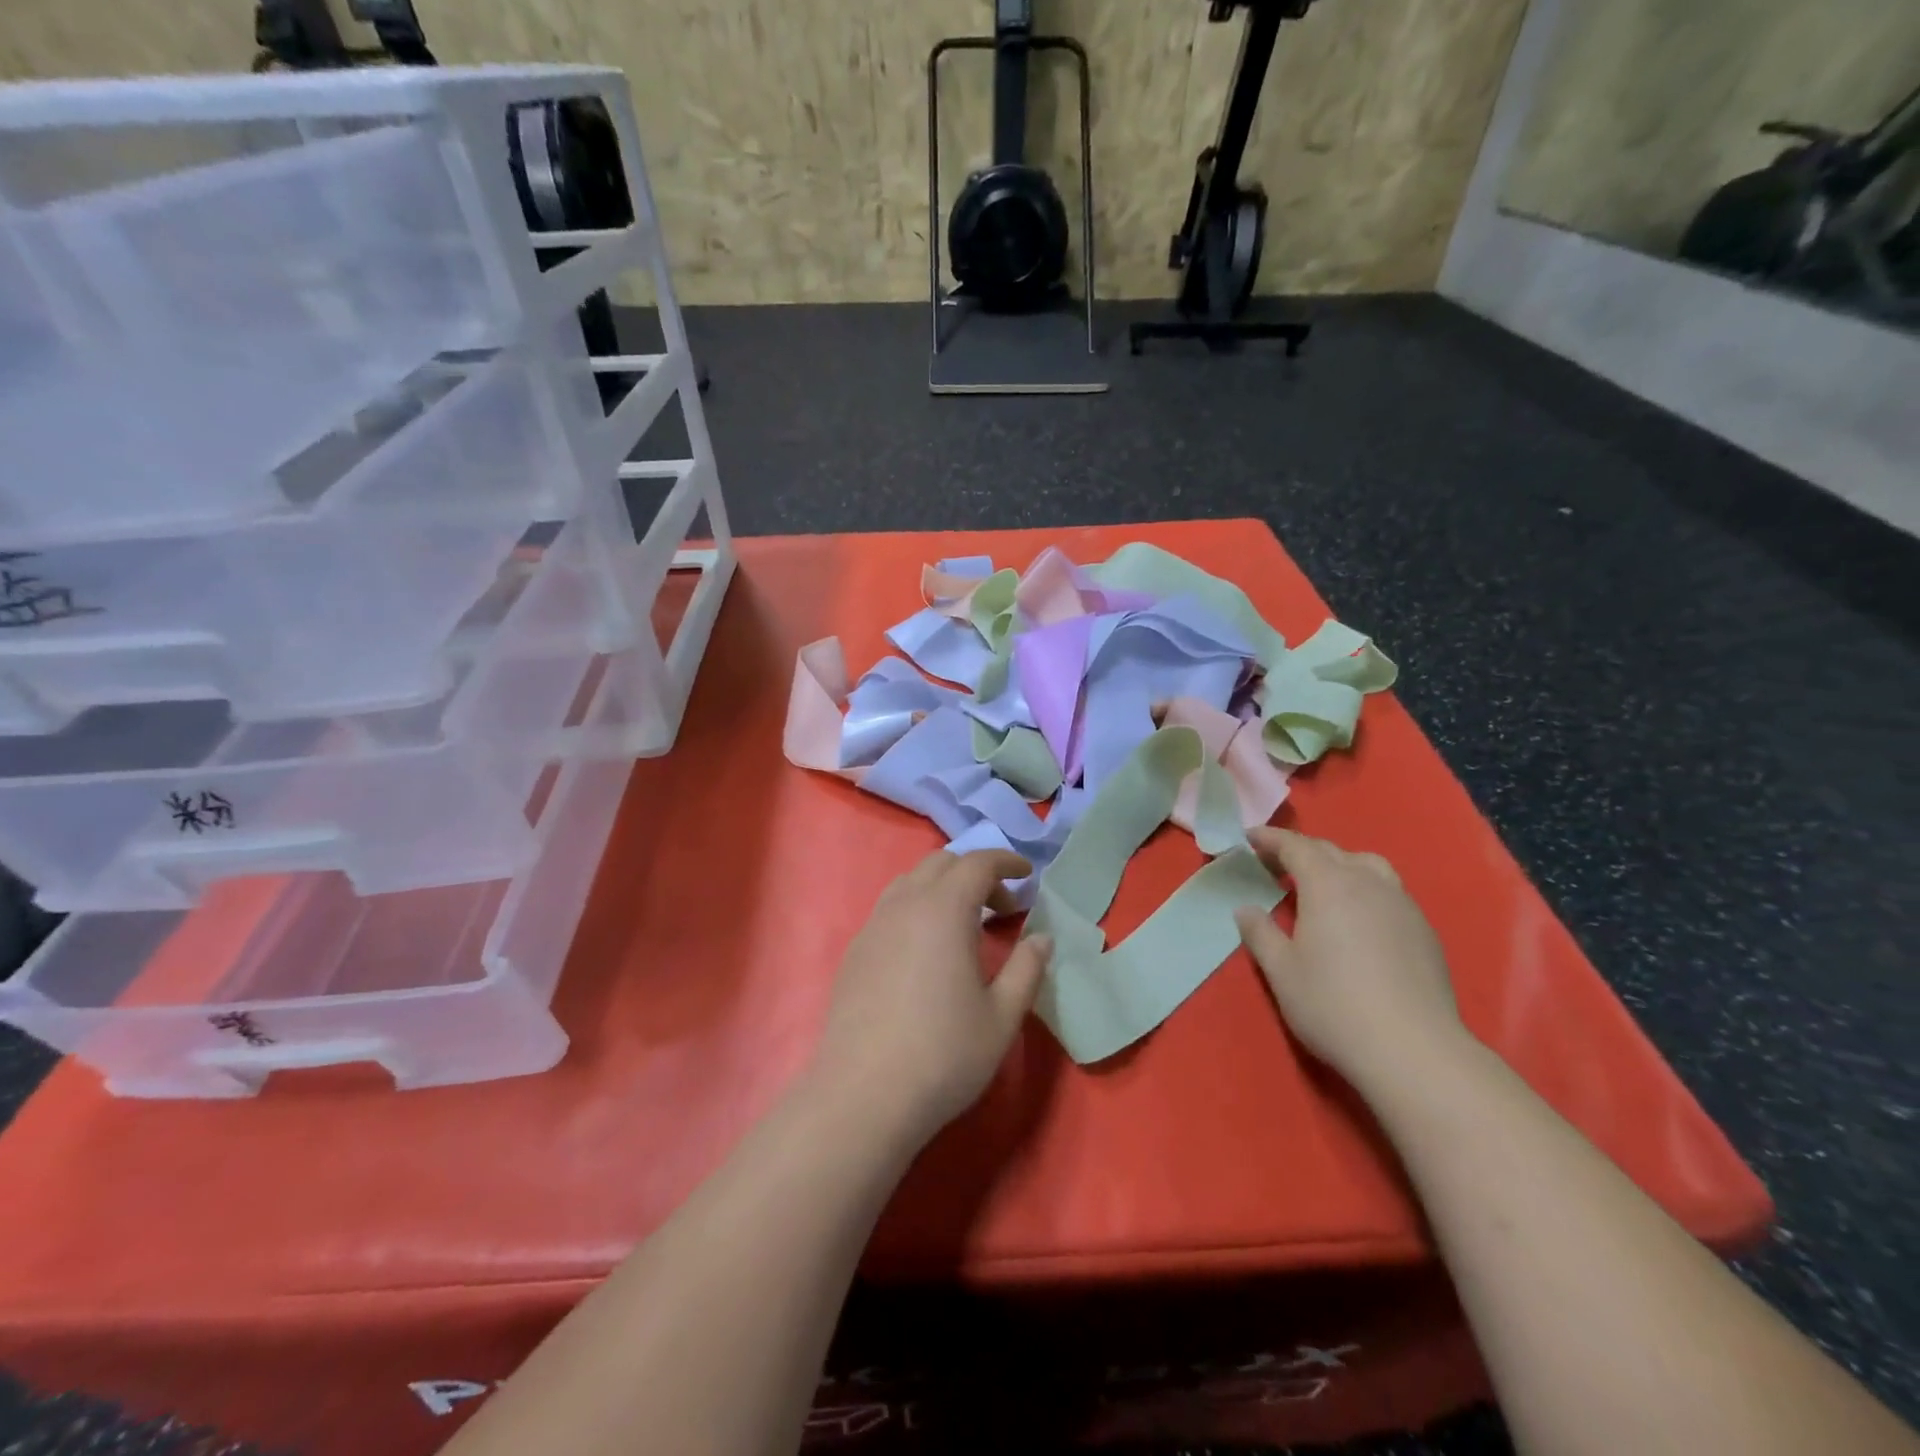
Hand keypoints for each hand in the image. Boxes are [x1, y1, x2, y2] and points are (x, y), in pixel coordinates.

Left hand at [812, 850, 1049, 1144]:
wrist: (863, 1096)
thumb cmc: (944, 1055)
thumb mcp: (1001, 1016)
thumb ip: (1027, 969)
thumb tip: (1042, 938)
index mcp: (943, 910)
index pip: (977, 862)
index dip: (1006, 862)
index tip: (1027, 875)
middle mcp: (904, 905)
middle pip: (941, 863)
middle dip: (975, 872)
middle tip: (1001, 906)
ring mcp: (873, 926)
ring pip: (910, 882)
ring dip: (942, 887)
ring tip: (964, 924)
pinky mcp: (854, 951)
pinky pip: (890, 908)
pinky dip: (916, 908)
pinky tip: (926, 951)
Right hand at [1234, 828, 1468, 1095]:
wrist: (1413, 1050)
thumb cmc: (1333, 1005)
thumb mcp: (1281, 971)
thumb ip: (1260, 933)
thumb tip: (1246, 909)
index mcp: (1328, 885)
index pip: (1296, 846)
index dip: (1271, 839)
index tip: (1250, 838)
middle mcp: (1368, 883)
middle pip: (1332, 851)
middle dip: (1301, 850)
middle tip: (1275, 862)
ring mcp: (1402, 905)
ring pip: (1368, 866)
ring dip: (1339, 865)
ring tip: (1322, 885)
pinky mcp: (1424, 931)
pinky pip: (1388, 892)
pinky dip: (1364, 889)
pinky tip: (1358, 919)